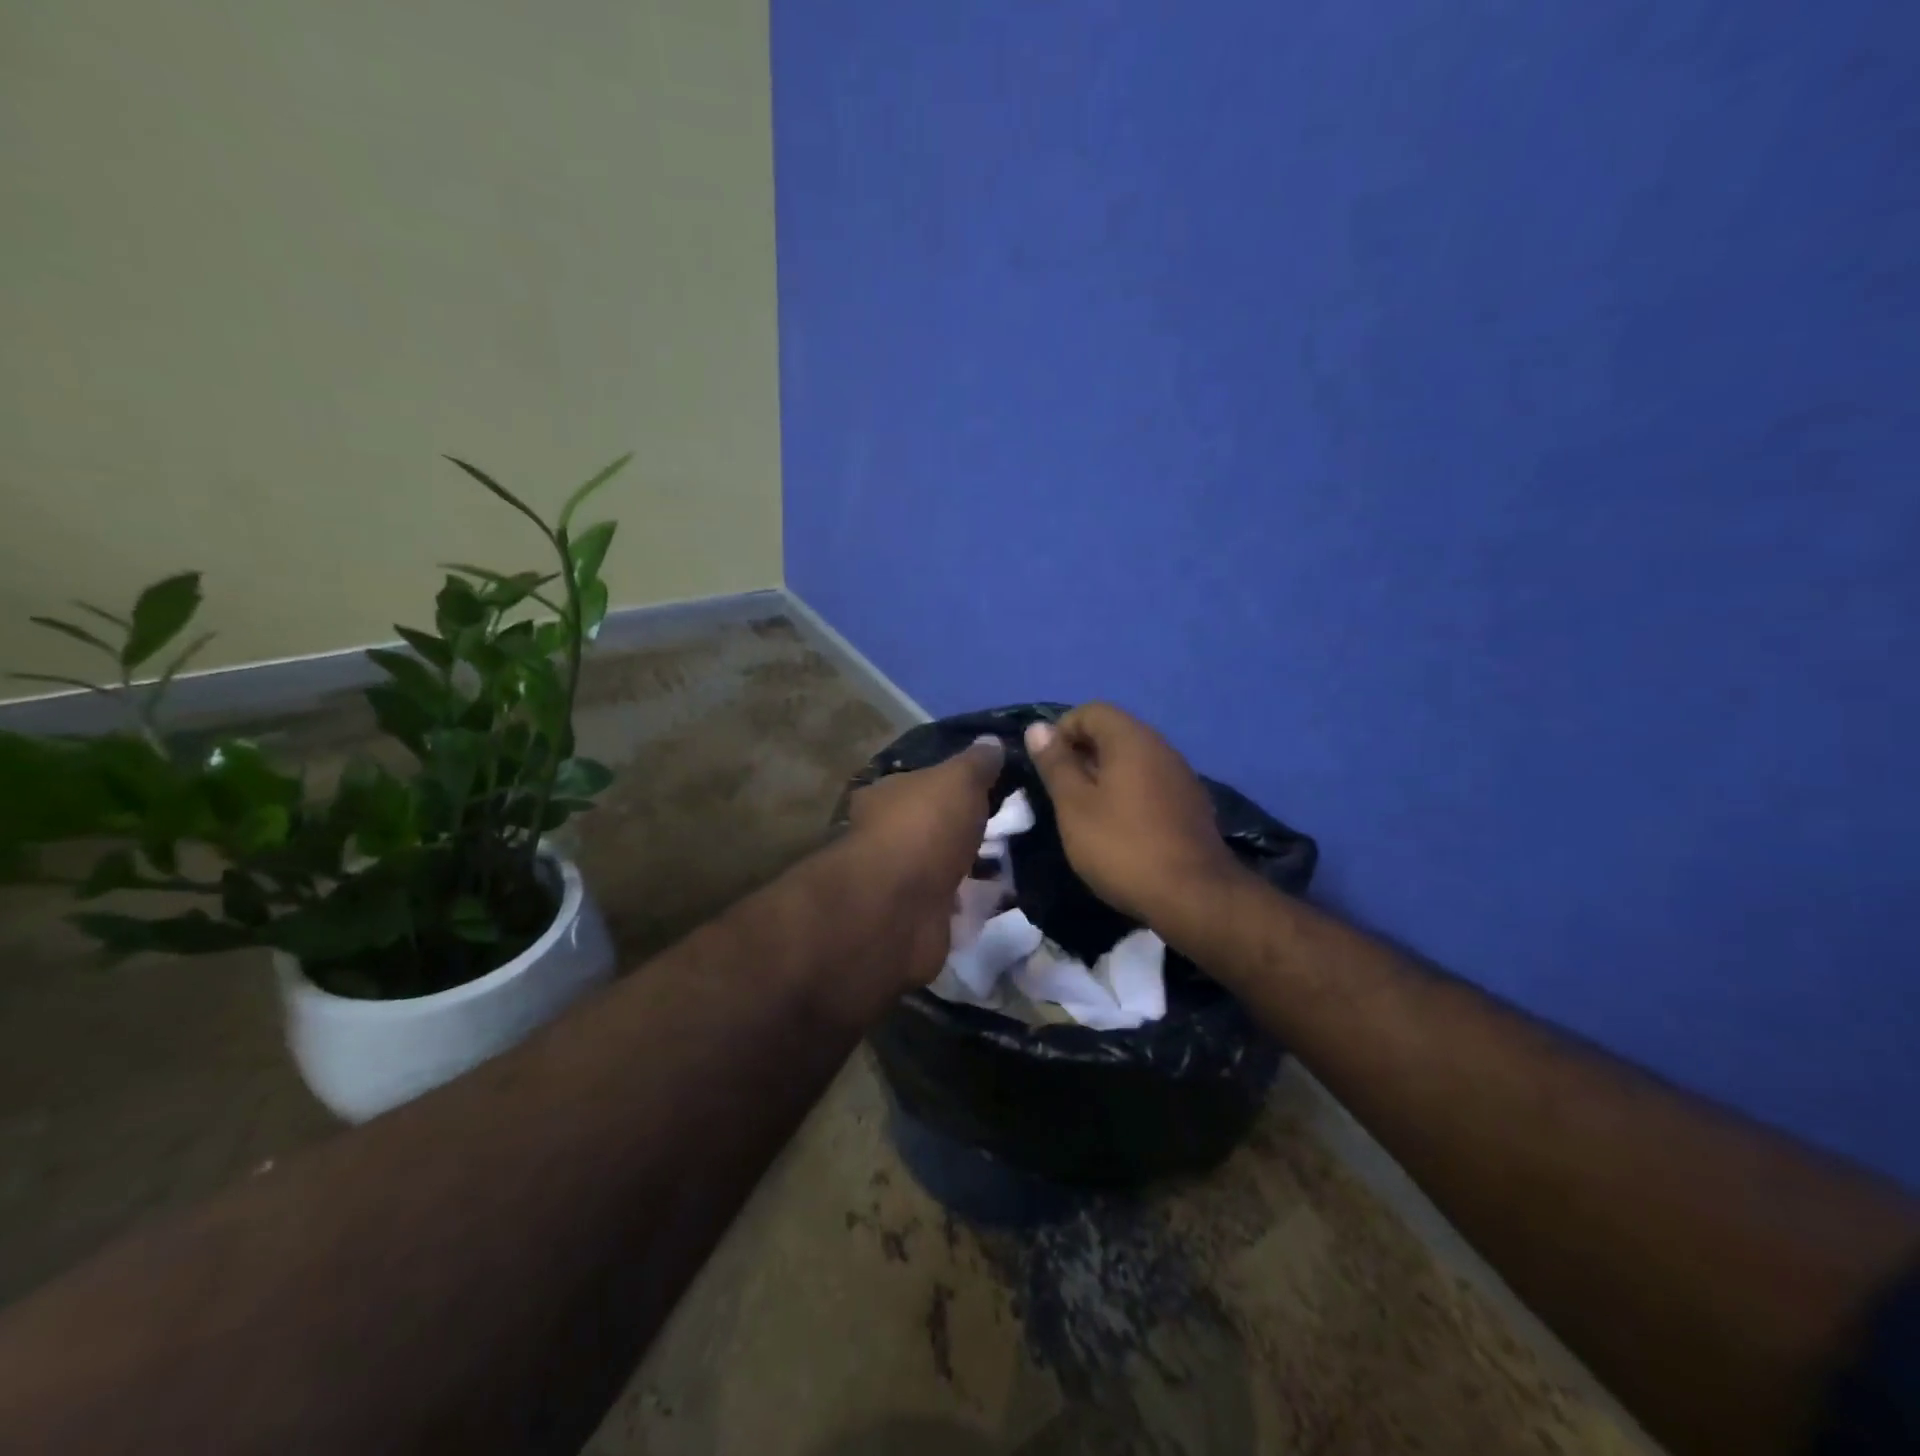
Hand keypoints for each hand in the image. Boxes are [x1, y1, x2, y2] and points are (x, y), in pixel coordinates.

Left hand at [846, 736, 1004, 986]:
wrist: (898, 910)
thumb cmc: (924, 829)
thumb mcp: (958, 780)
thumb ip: (977, 762)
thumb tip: (992, 741)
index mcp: (886, 796)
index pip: (921, 782)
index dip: (954, 784)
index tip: (993, 787)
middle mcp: (886, 836)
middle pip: (934, 826)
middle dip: (968, 828)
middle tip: (1014, 826)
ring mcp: (900, 881)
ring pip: (944, 867)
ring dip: (974, 867)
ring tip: (1018, 863)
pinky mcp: (917, 919)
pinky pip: (953, 905)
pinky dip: (974, 903)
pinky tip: (1004, 899)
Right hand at [1024, 704, 1244, 930]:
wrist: (1194, 896)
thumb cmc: (1122, 846)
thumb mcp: (1074, 806)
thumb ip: (1055, 764)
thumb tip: (1038, 728)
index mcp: (1131, 739)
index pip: (1091, 711)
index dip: (1062, 731)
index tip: (1047, 766)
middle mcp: (1160, 747)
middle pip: (1113, 733)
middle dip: (1081, 754)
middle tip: (1061, 793)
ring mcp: (1180, 776)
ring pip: (1132, 760)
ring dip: (1104, 776)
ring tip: (1084, 813)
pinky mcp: (1190, 804)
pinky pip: (1150, 783)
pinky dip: (1128, 794)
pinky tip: (1118, 829)